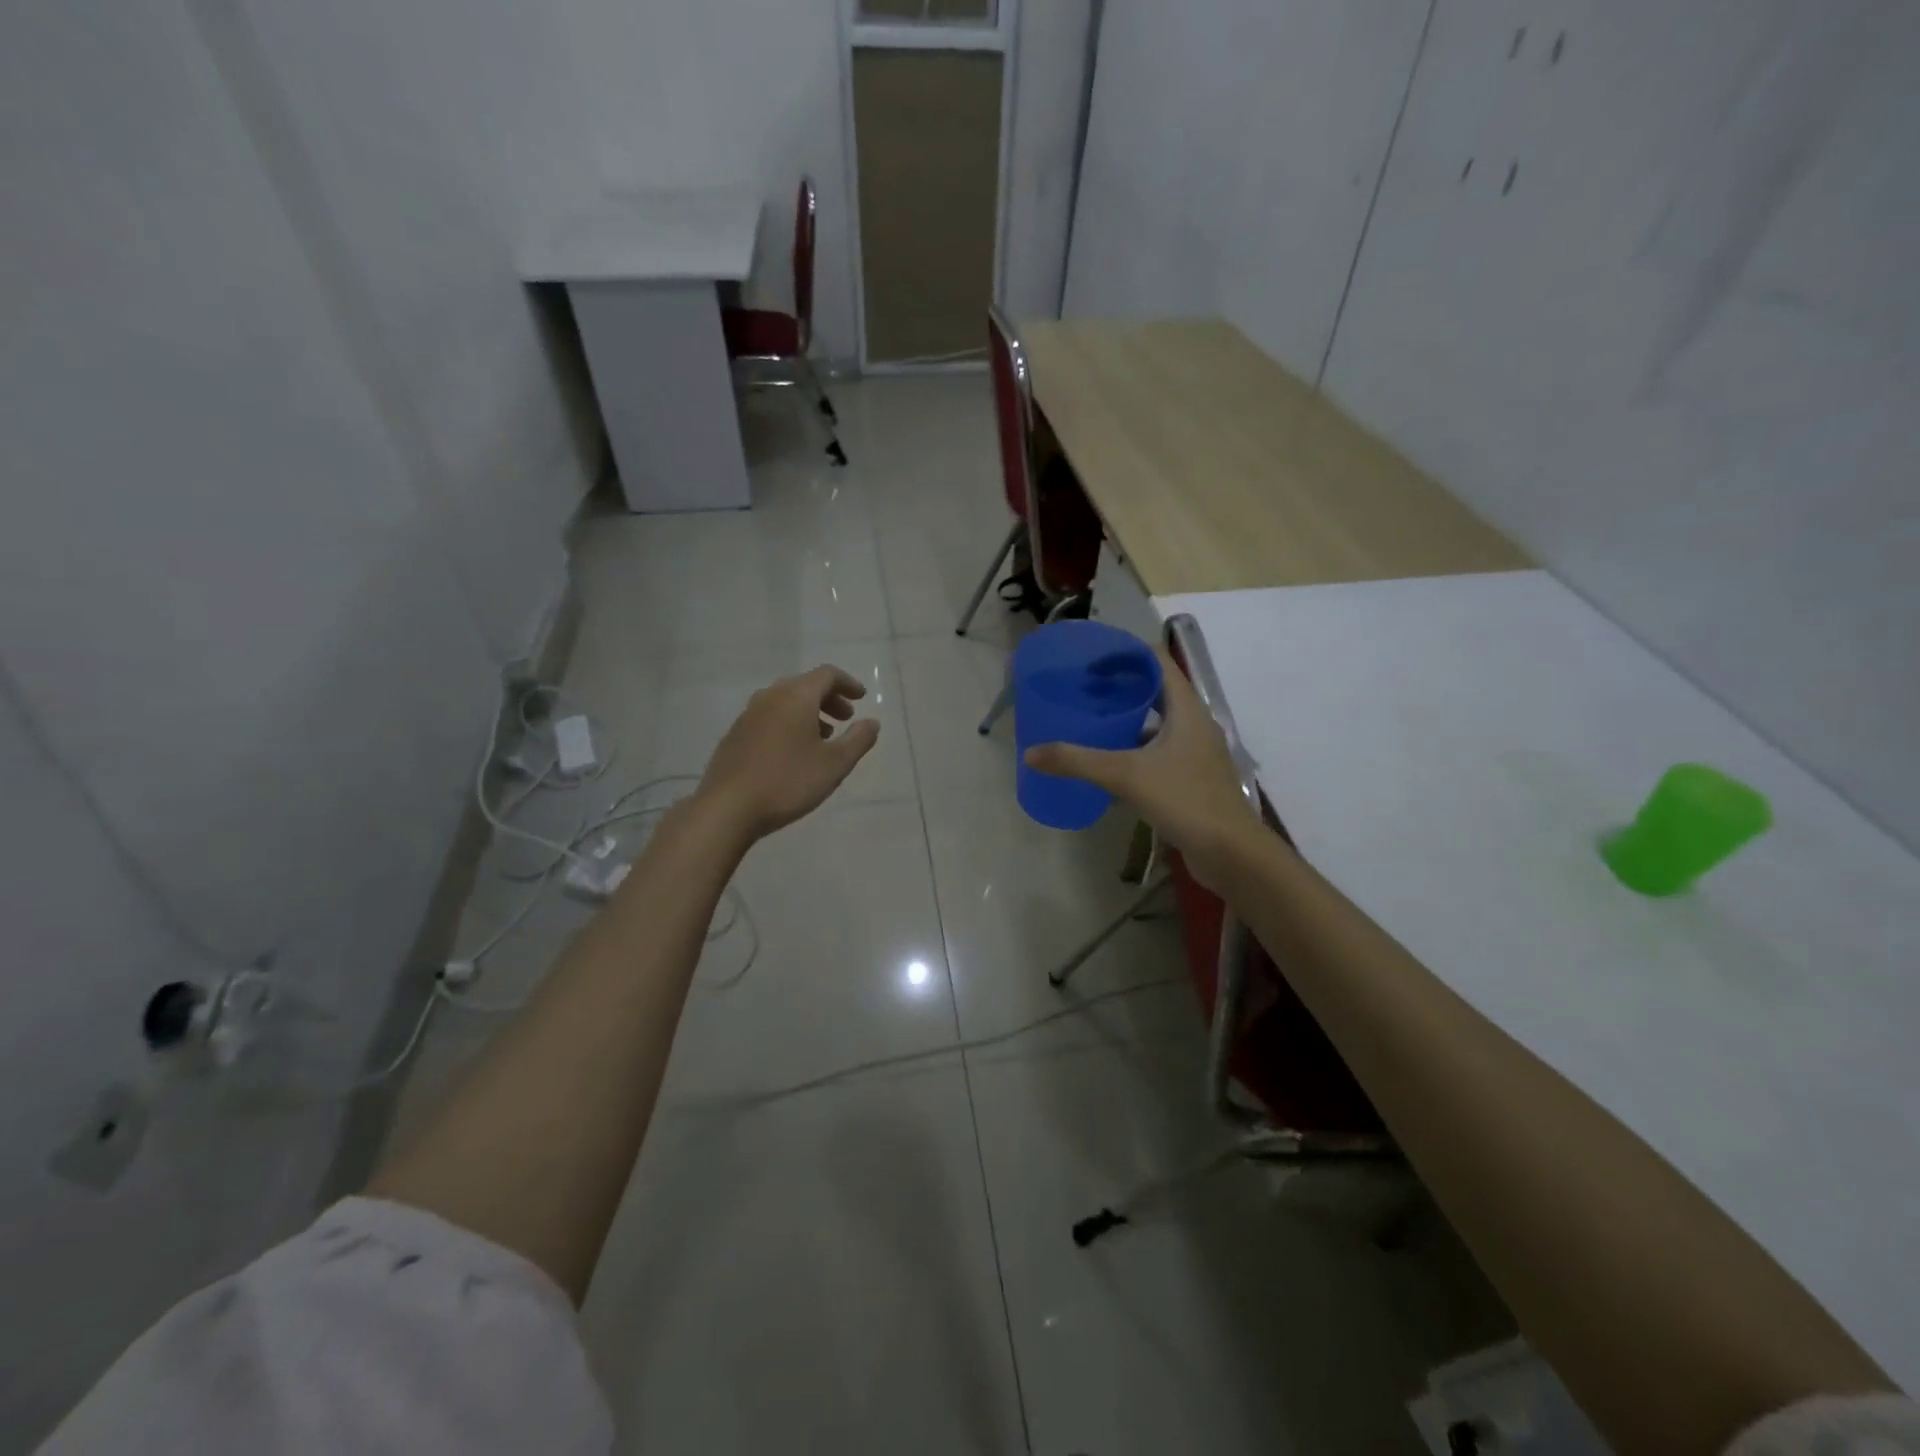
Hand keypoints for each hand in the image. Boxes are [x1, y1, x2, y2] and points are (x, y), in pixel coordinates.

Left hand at [696, 665, 880, 841]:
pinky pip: (769, 717)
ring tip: (822, 738)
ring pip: (785, 701)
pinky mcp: (735, 735)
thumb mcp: (835, 764)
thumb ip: (858, 739)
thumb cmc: (788, 782)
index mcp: (796, 696)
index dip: (847, 683)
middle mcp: (770, 697)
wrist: (727, 807)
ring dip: (808, 712)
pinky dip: (788, 723)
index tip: (861, 698)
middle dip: (829, 698)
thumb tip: (871, 722)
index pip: (827, 675)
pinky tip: (792, 752)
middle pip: (805, 685)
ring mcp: (748, 715)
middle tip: (845, 719)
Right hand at [1023, 645, 1263, 888]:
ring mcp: (1195, 753)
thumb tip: (1030, 753)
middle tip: (1083, 690)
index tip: (1091, 661)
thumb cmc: (1184, 800)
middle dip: (1120, 687)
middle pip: (1156, 690)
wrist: (1231, 853)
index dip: (1125, 654)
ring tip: (1090, 723)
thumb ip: (1077, 761)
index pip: (1157, 661)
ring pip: (1157, 724)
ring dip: (1126, 720)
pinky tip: (1107, 766)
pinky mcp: (1191, 779)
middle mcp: (1194, 724)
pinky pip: (1158, 753)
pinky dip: (1133, 751)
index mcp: (1186, 709)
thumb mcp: (1125, 776)